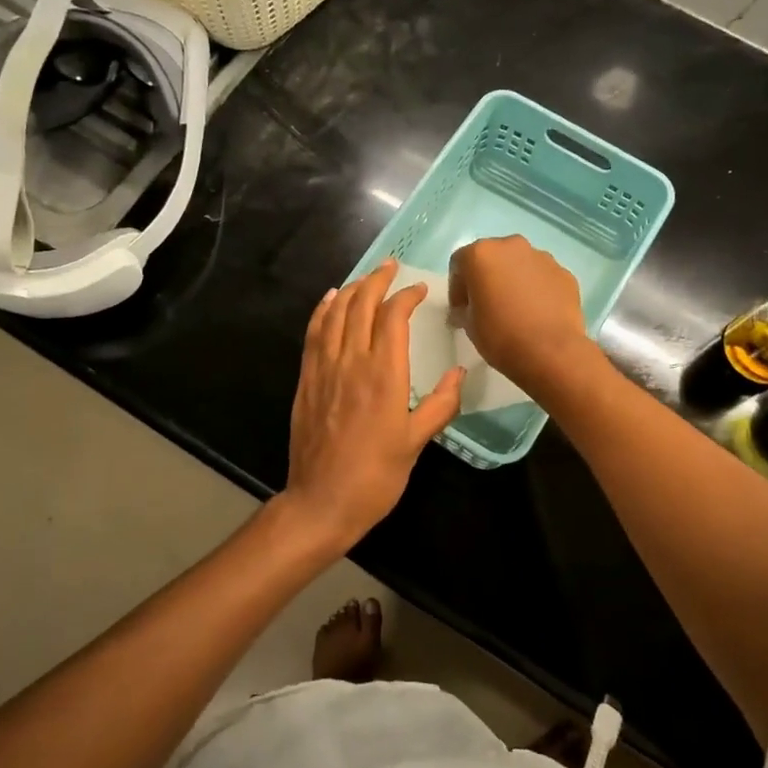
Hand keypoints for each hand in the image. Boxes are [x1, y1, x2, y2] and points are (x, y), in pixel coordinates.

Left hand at [283, 260, 463, 549]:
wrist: (321, 501)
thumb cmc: (376, 477)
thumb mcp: (416, 443)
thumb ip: (440, 404)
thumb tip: (460, 372)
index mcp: (384, 375)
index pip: (393, 317)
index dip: (406, 296)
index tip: (419, 290)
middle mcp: (352, 362)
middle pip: (361, 305)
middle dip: (377, 280)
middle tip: (391, 266)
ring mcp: (324, 368)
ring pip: (335, 314)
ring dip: (351, 289)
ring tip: (365, 277)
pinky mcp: (306, 380)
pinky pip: (313, 333)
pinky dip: (322, 311)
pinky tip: (329, 300)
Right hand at [448, 236, 593, 391]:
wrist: (551, 352)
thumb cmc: (501, 336)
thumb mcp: (468, 325)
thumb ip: (464, 309)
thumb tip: (467, 310)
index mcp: (481, 254)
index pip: (460, 264)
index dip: (457, 288)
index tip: (462, 310)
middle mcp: (511, 246)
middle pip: (492, 258)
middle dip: (487, 278)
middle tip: (488, 306)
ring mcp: (542, 257)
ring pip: (520, 265)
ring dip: (513, 281)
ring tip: (516, 310)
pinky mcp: (564, 273)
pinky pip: (542, 277)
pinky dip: (537, 289)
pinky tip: (538, 314)